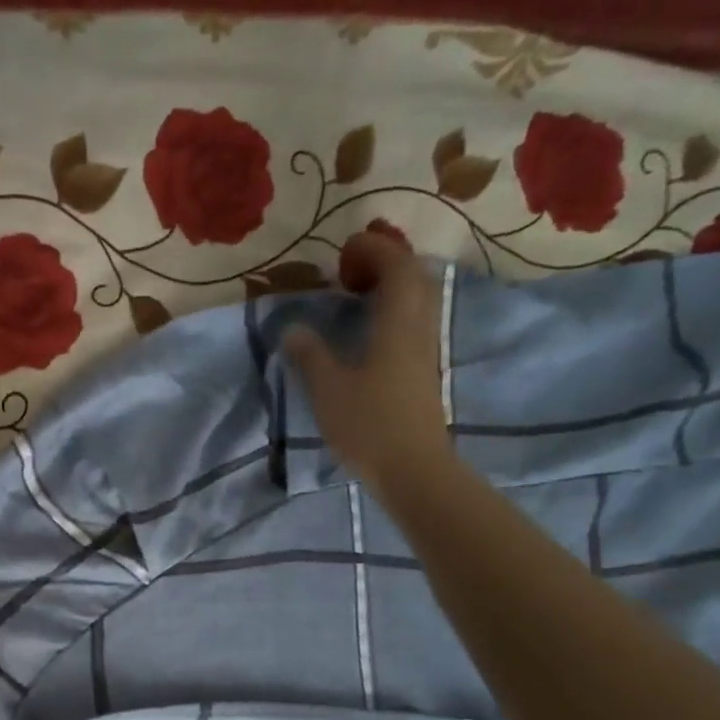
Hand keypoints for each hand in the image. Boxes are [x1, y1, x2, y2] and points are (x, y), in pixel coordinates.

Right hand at [285, 234, 450, 490]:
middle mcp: (419, 329)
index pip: (396, 267)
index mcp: (397, 324)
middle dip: (385, 263)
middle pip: (414, 278)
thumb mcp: (328, 390)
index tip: (343, 251)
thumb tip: (293, 329)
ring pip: (417, 302)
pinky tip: (368, 332)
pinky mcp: (423, 373)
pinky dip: (393, 313)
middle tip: (350, 271)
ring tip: (356, 298)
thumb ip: (310, 355)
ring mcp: (425, 352)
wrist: (413, 469)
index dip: (373, 250)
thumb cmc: (369, 425)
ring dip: (391, 288)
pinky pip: (413, 324)